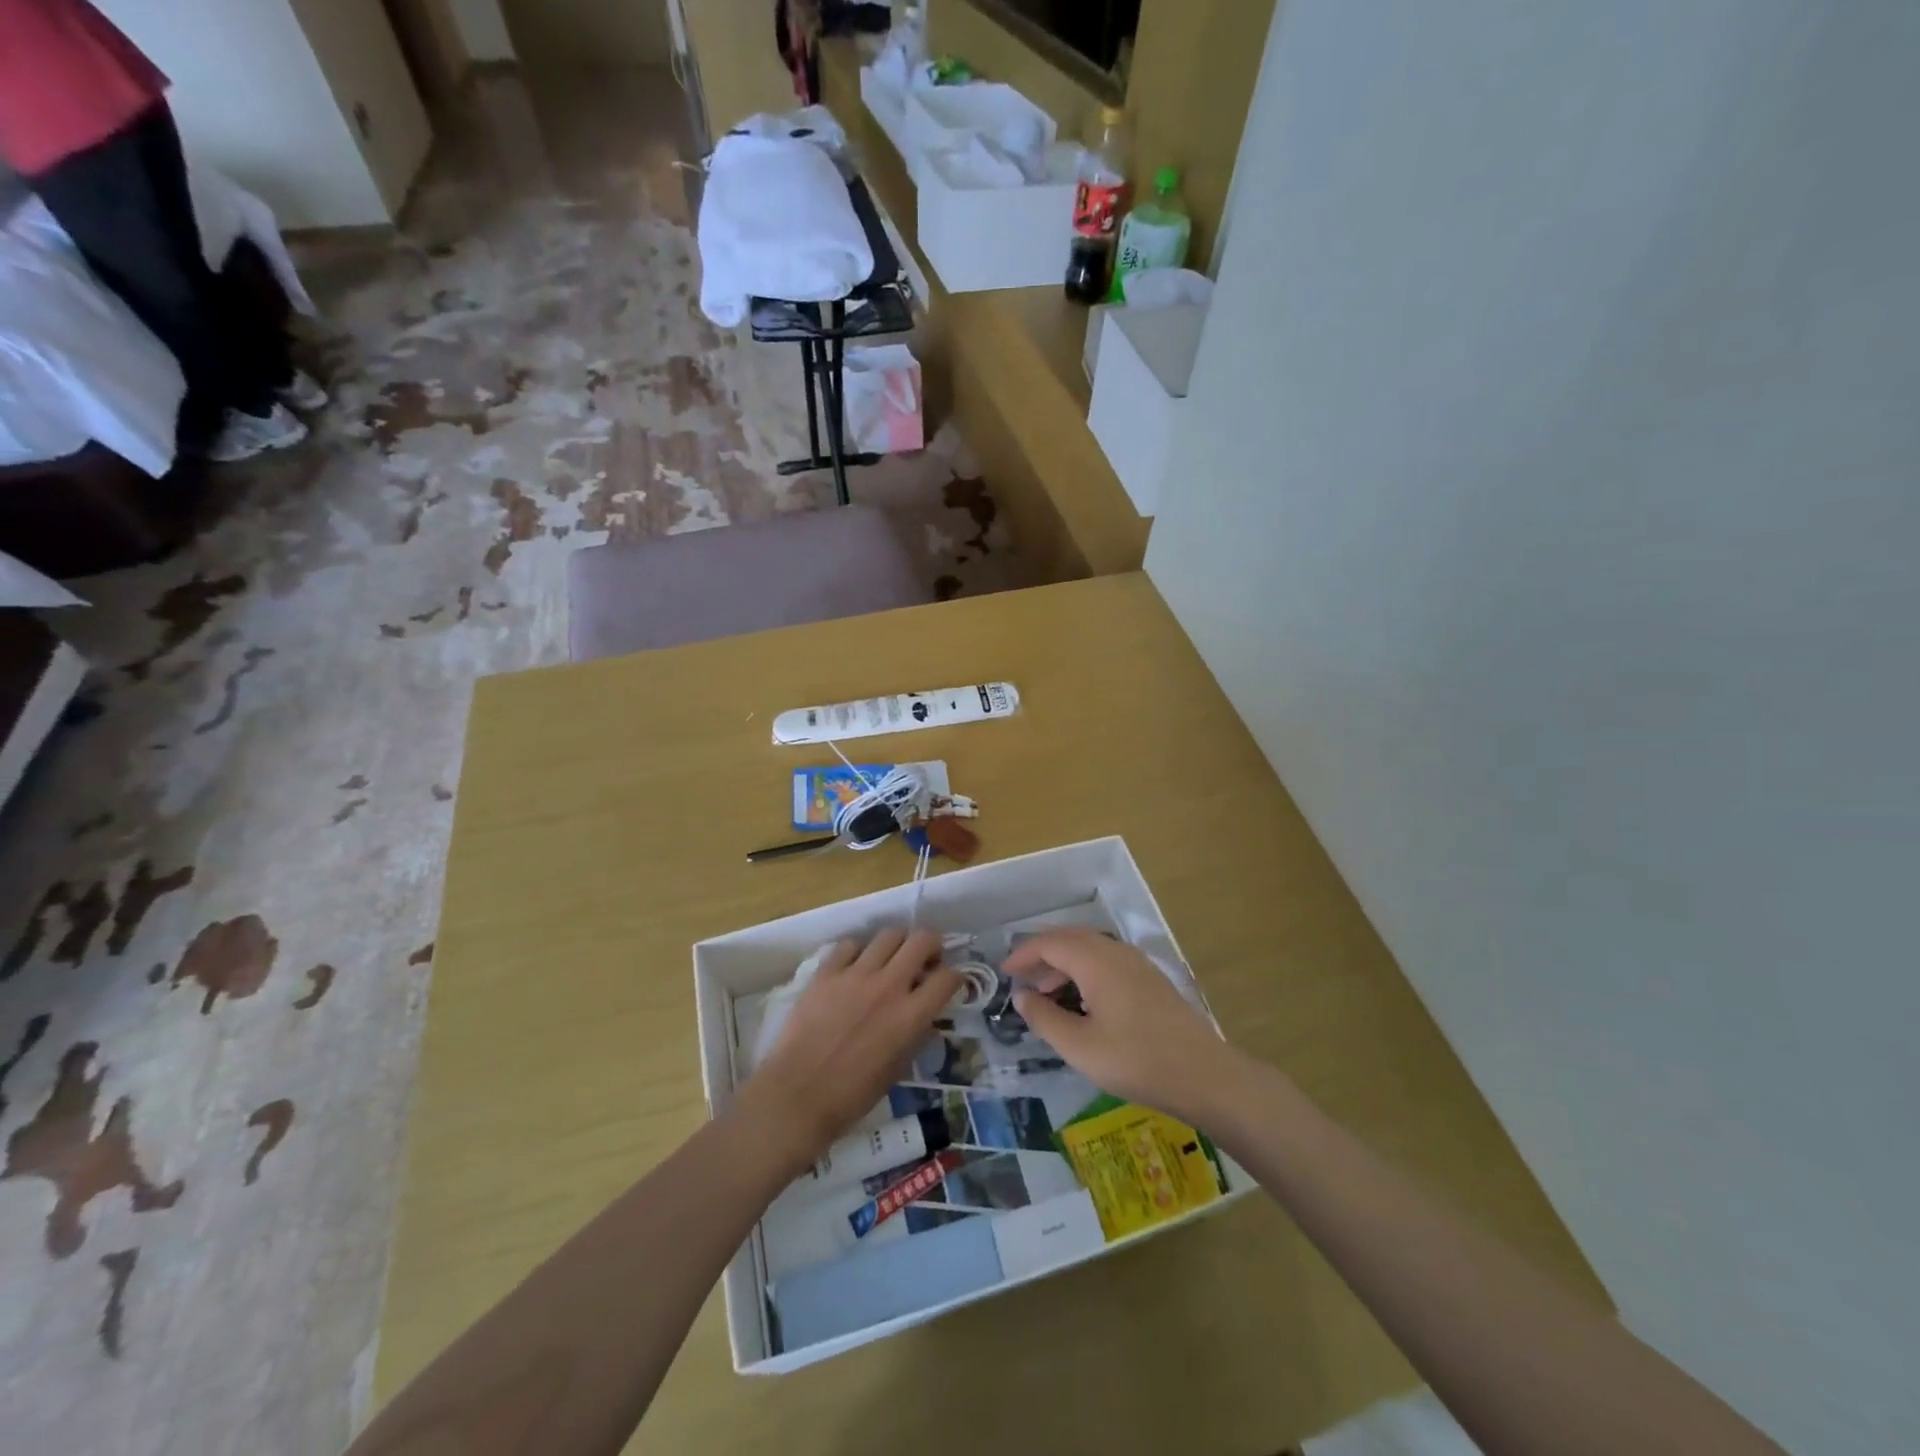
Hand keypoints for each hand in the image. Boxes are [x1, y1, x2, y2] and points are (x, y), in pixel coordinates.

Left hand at [739, 928, 959, 1167]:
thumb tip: (924, 1017)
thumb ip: (915, 1036)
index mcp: (910, 1016)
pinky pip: (849, 945)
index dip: (955, 977)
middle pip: (922, 940)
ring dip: (897, 944)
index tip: (949, 983)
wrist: (796, 1096)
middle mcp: (888, 986)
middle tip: (925, 960)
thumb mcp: (896, 1071)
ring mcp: (855, 975)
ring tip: (890, 959)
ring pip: (888, 935)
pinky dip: (859, 952)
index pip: (948, 978)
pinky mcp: (826, 973)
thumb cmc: (851, 1096)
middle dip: (932, 945)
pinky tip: (855, 967)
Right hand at [1006, 929, 1247, 1128]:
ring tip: (1047, 994)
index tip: (1004, 973)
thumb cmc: (1135, 1060)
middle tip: (1021, 981)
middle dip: (1042, 956)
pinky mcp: (1149, 979)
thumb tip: (1022, 996)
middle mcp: (1115, 951)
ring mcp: (1136, 963)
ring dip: (1063, 964)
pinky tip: (1082, 1001)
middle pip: (1070, 939)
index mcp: (1096, 960)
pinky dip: (1084, 971)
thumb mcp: (1079, 1046)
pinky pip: (1106, 962)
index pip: (1049, 943)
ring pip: (1090, 950)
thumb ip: (1044, 1018)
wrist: (1204, 1075)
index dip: (1023, 954)